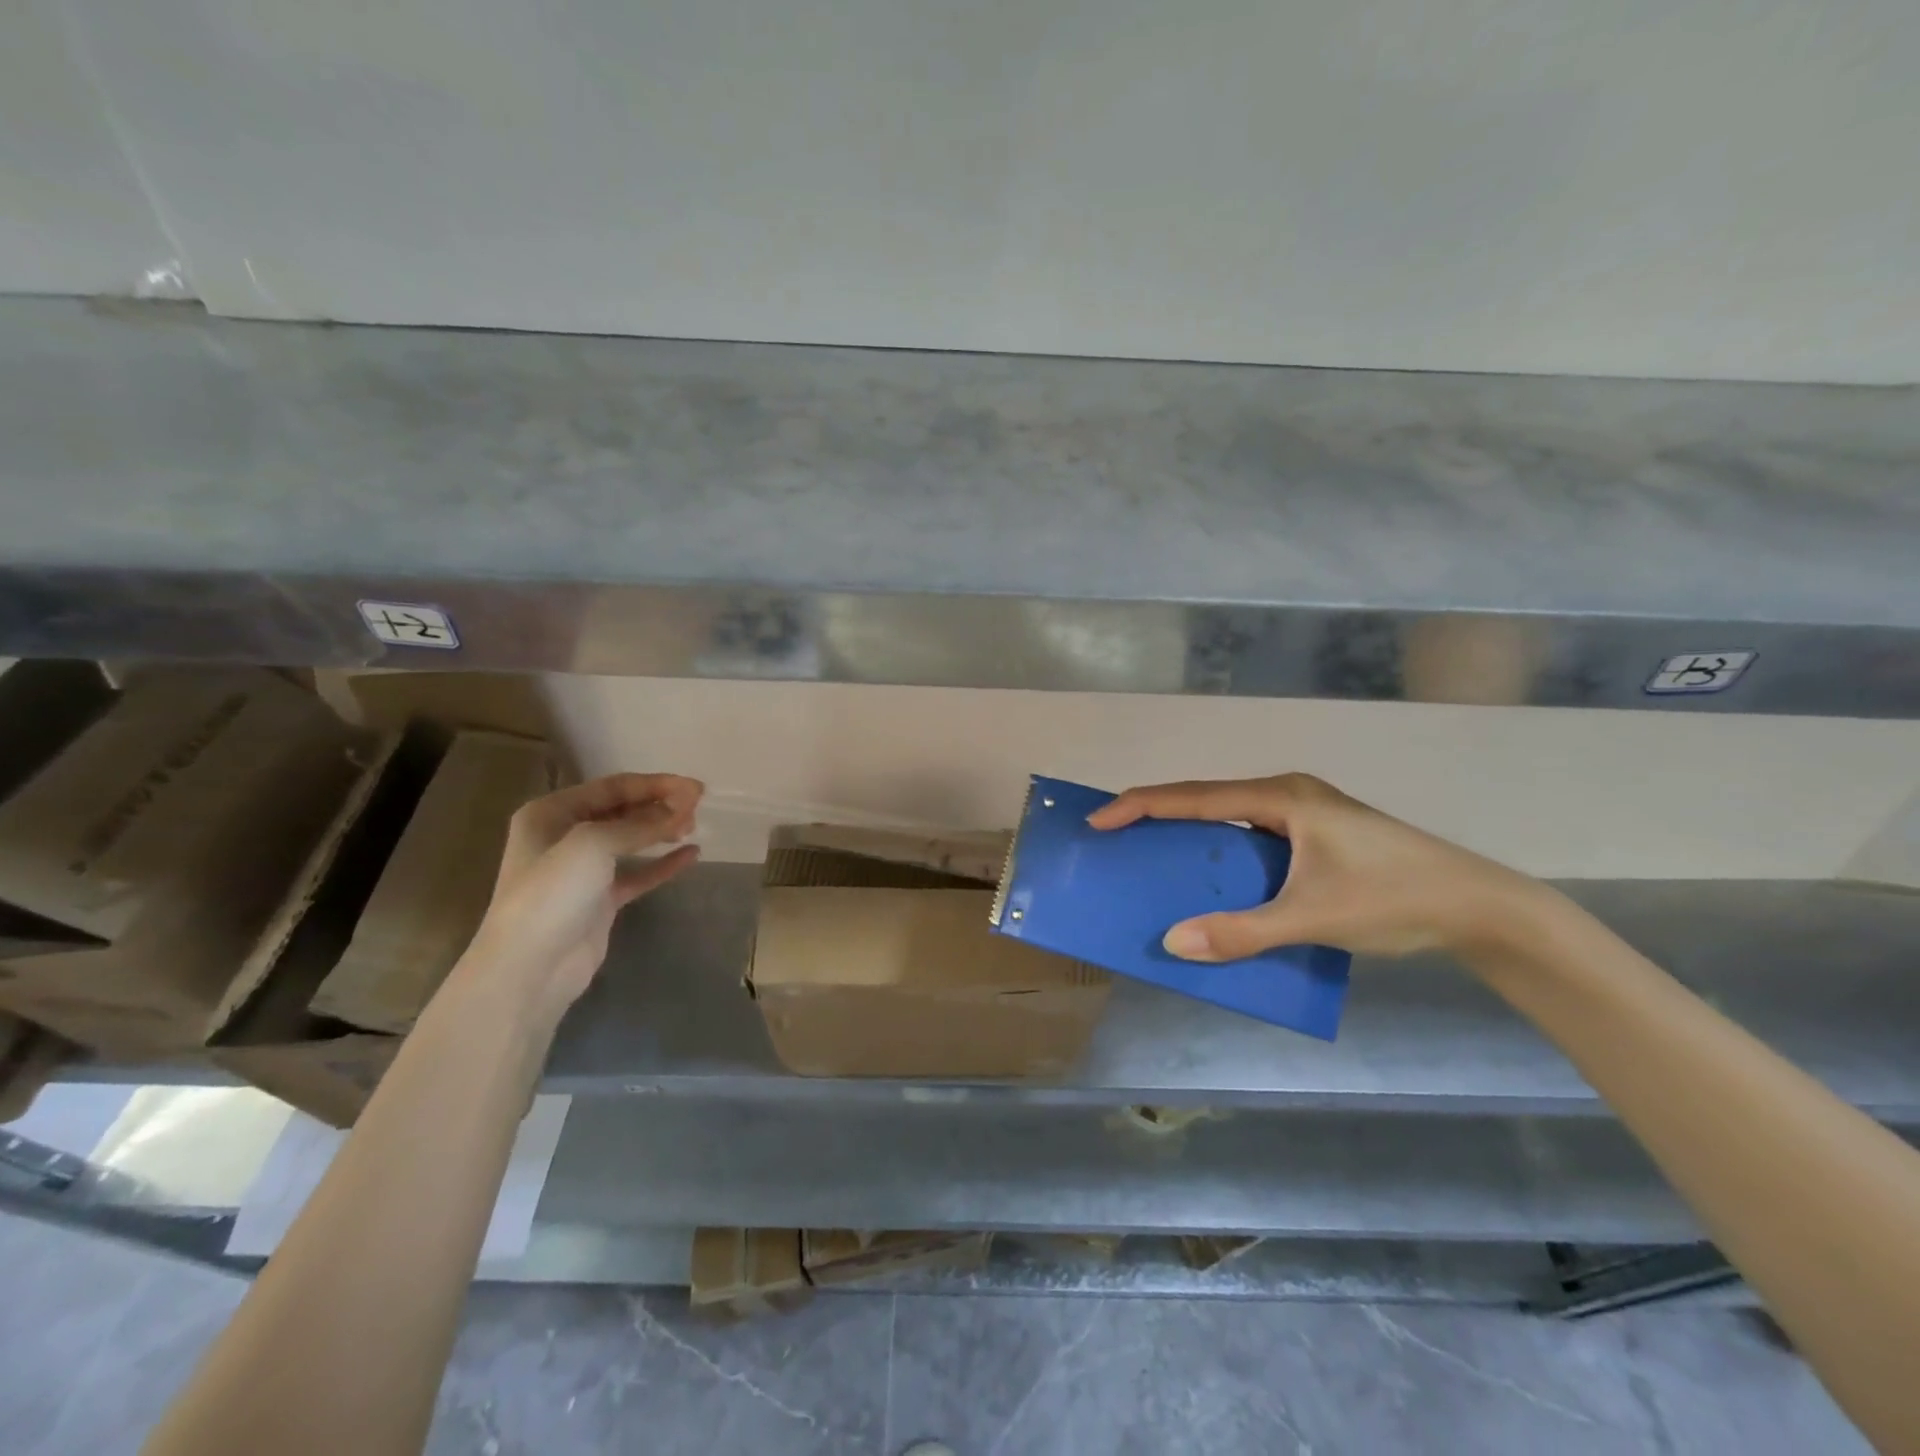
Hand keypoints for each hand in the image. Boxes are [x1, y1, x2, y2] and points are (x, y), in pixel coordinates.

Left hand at [469, 773, 703, 1010]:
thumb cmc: (553, 893)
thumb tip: (683, 807)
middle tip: (698, 808)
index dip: (656, 784)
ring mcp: (582, 870)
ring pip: (631, 840)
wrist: (530, 968)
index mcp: (551, 812)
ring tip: (693, 827)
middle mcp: (564, 835)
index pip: (613, 786)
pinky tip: (692, 855)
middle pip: (623, 810)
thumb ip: (641, 823)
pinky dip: (663, 863)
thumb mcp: (594, 844)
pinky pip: (638, 873)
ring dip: (662, 830)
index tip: (696, 788)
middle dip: (660, 805)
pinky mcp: (600, 900)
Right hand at [1088, 773, 1544, 961]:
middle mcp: (1287, 795)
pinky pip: (1251, 836)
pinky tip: (1214, 878)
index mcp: (1281, 797)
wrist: (1479, 906)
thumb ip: (1241, 932)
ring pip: (1229, 818)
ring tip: (1153, 856)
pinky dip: (1222, 852)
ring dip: (1191, 835)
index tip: (1098, 821)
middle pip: (1206, 799)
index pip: (1193, 796)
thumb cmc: (1394, 898)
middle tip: (1116, 836)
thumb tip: (1172, 943)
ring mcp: (1305, 814)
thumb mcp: (1312, 918)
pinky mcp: (1317, 836)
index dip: (1140, 806)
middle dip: (1157, 815)